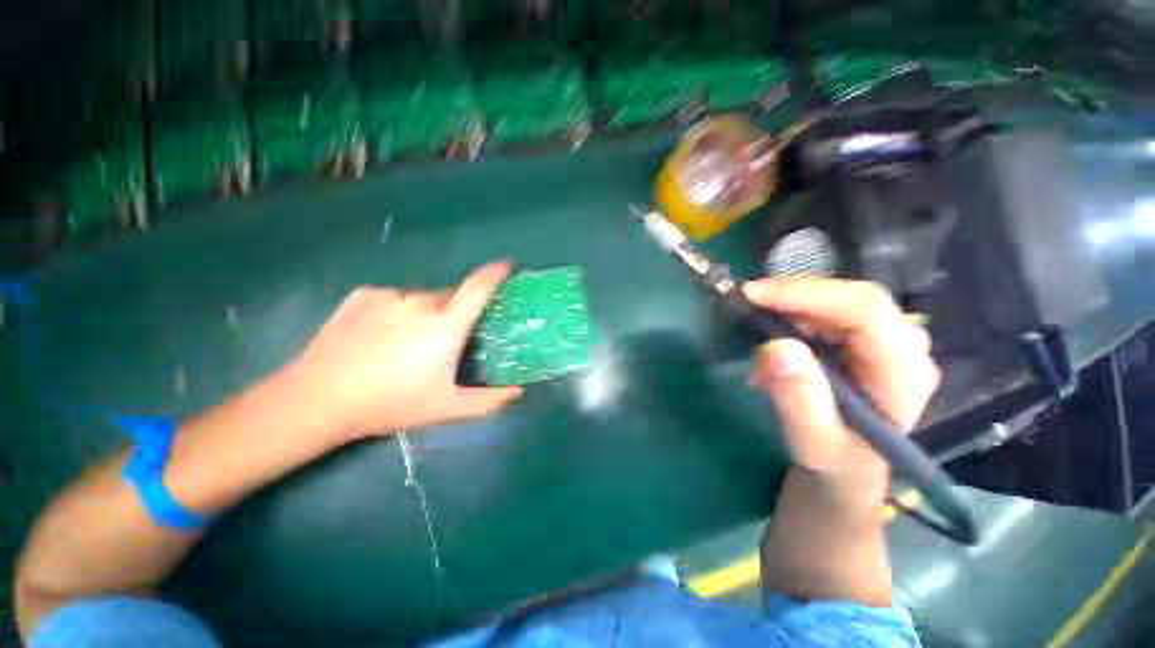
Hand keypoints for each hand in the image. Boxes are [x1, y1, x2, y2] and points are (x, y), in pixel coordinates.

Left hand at [280, 262, 522, 439]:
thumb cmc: (389, 404)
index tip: (505, 266)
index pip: (477, 289)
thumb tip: (518, 391)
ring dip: (427, 313)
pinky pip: (395, 298)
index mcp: (444, 326)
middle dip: (456, 311)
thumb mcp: (446, 408)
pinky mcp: (363, 295)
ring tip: (408, 342)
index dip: (494, 274)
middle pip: (450, 296)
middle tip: (445, 340)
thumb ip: (488, 400)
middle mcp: (419, 303)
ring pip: (422, 298)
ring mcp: (389, 296)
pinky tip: (380, 335)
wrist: (316, 399)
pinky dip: (398, 311)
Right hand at [744, 277, 939, 477]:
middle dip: (796, 294)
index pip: (866, 313)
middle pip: (855, 297)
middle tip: (748, 301)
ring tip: (757, 319)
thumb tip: (775, 348)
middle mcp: (908, 347)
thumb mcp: (811, 441)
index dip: (808, 295)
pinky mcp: (872, 336)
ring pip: (843, 297)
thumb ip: (798, 399)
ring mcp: (893, 338)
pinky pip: (834, 307)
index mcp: (904, 375)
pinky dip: (798, 309)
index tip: (753, 294)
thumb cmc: (834, 458)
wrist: (850, 463)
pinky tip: (776, 325)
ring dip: (794, 302)